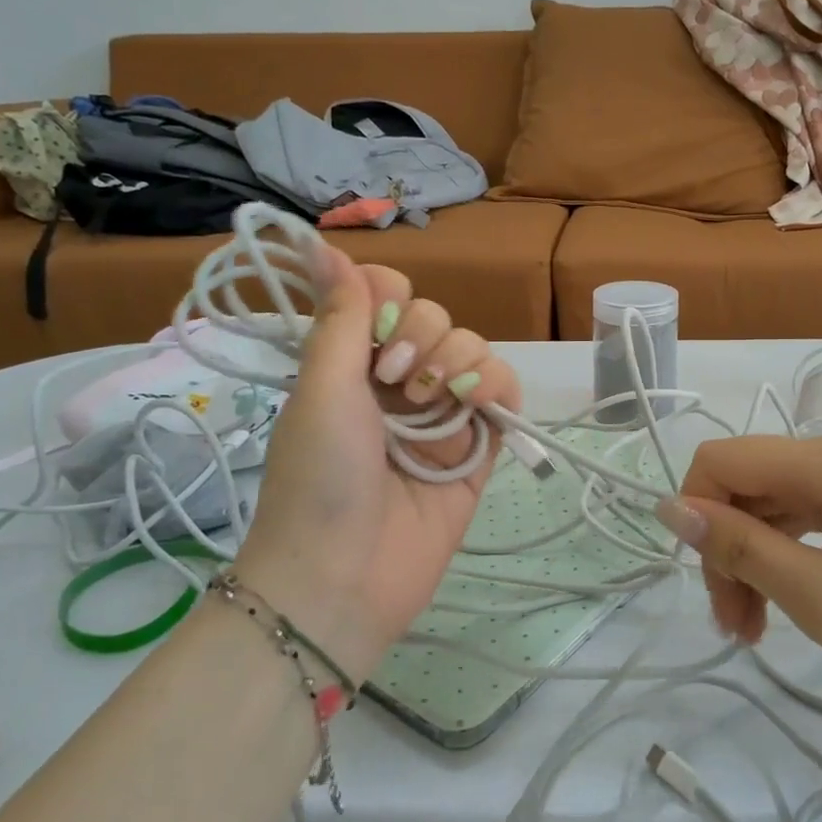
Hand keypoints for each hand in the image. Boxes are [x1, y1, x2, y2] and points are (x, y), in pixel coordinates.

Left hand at [232, 246, 520, 682]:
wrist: (343, 576)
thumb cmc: (319, 477)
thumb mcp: (322, 389)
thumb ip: (340, 317)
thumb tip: (324, 245)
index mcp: (351, 362)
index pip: (386, 295)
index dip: (390, 296)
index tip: (377, 325)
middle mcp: (397, 381)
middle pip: (435, 317)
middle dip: (421, 336)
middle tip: (395, 380)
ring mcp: (441, 414)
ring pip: (472, 349)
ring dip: (458, 360)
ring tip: (433, 402)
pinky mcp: (478, 446)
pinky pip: (503, 392)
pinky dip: (496, 385)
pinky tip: (478, 403)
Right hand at [657, 431, 821, 727]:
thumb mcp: (821, 595)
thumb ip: (740, 547)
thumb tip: (670, 507)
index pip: (723, 460)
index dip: (697, 514)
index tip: (708, 583)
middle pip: (751, 486)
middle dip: (729, 551)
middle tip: (736, 627)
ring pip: (778, 505)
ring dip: (757, 560)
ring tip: (756, 630)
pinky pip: (813, 518)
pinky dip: (791, 557)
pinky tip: (791, 602)